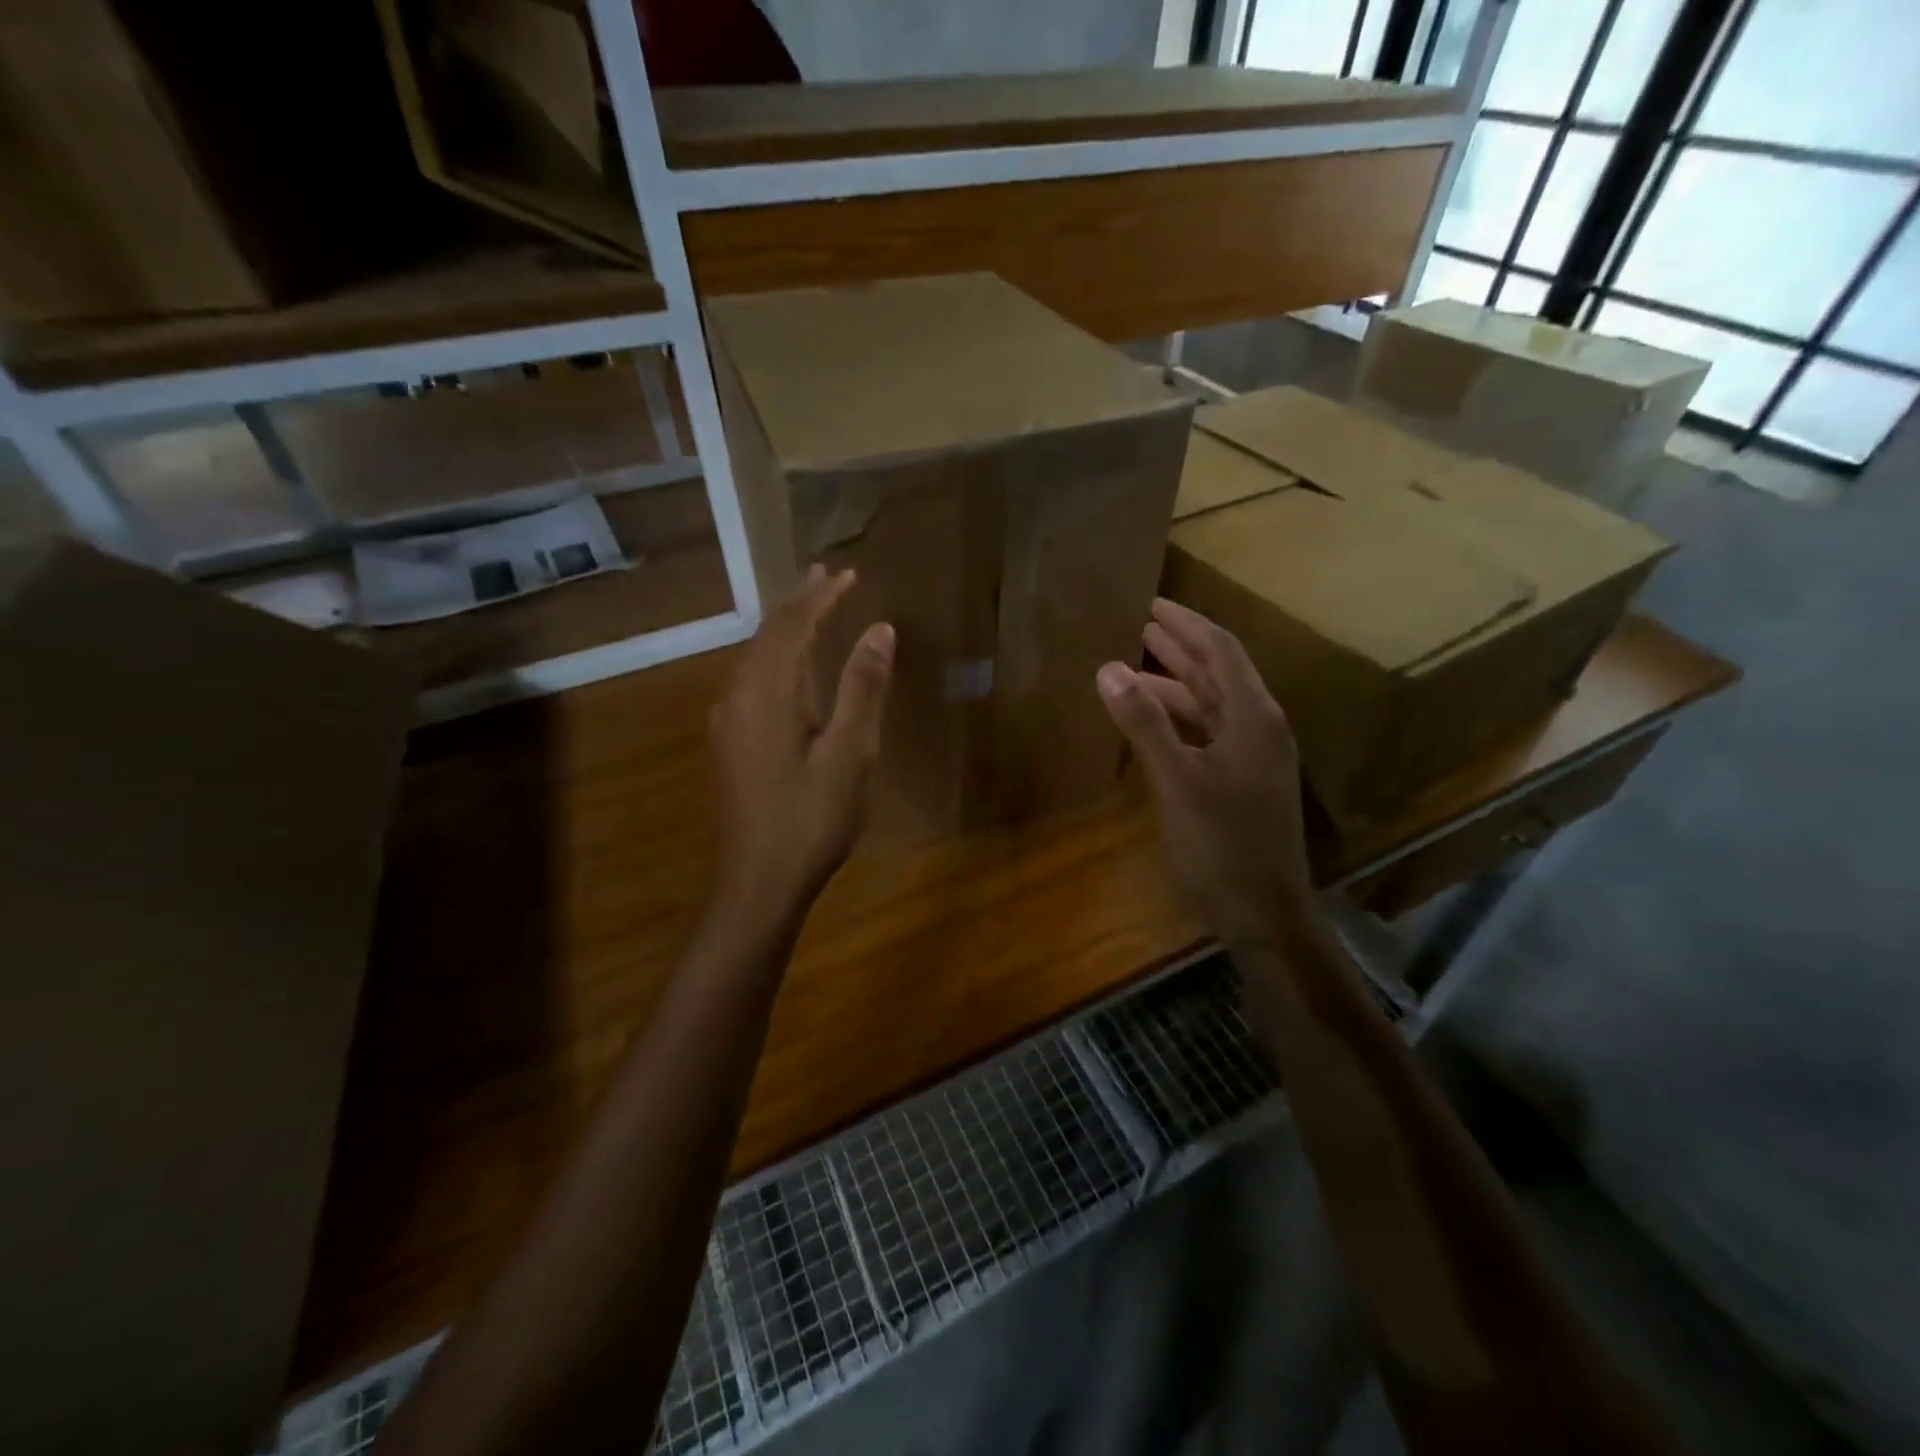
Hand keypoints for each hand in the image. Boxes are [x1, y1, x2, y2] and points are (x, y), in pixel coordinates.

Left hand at [710, 565, 893, 914]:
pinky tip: (792, 667)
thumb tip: (879, 629)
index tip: (850, 574)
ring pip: (757, 657)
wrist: (760, 881)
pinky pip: (753, 680)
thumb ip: (863, 688)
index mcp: (766, 693)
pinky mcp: (730, 741)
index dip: (822, 597)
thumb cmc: (812, 819)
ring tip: (813, 607)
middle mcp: (738, 696)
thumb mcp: (850, 753)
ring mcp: (729, 720)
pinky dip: (778, 658)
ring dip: (786, 629)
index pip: (793, 626)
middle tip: (827, 575)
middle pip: (768, 635)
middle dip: (799, 603)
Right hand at [1096, 598, 1314, 950]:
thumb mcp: (1177, 781)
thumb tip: (1109, 667)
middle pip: (1219, 673)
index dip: (1187, 624)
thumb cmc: (1222, 846)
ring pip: (1213, 706)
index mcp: (1253, 717)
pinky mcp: (1243, 783)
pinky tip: (1153, 724)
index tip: (1152, 603)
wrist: (1265, 915)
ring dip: (1177, 685)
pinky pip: (1209, 734)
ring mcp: (1254, 758)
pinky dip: (1180, 720)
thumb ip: (1144, 723)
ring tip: (1135, 669)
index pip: (1221, 651)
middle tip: (1141, 625)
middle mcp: (1260, 728)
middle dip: (1181, 647)